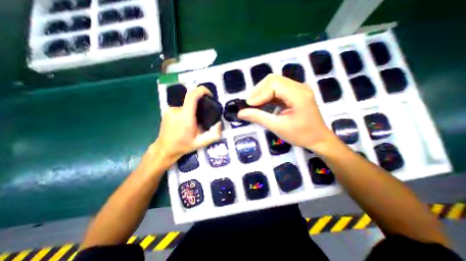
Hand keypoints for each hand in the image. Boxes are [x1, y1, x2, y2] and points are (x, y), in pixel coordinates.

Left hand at [154, 86, 222, 163]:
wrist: (165, 149)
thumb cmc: (183, 145)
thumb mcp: (202, 143)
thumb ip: (214, 134)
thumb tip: (219, 123)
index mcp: (186, 117)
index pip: (192, 95)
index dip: (202, 90)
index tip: (209, 94)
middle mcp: (176, 110)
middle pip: (190, 98)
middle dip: (200, 101)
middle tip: (204, 112)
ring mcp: (170, 109)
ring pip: (186, 102)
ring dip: (193, 107)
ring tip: (195, 119)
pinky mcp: (167, 110)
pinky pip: (180, 105)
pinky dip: (186, 109)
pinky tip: (187, 120)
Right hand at [238, 73, 336, 152]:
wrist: (319, 139)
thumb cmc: (301, 135)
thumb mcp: (278, 127)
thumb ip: (258, 118)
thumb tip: (240, 113)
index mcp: (298, 94)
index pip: (273, 84)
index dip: (258, 94)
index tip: (248, 106)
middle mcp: (299, 86)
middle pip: (272, 80)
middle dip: (258, 91)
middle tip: (250, 105)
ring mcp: (297, 89)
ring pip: (274, 83)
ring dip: (262, 93)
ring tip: (254, 105)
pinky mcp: (295, 93)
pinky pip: (277, 89)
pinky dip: (267, 96)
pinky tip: (262, 104)